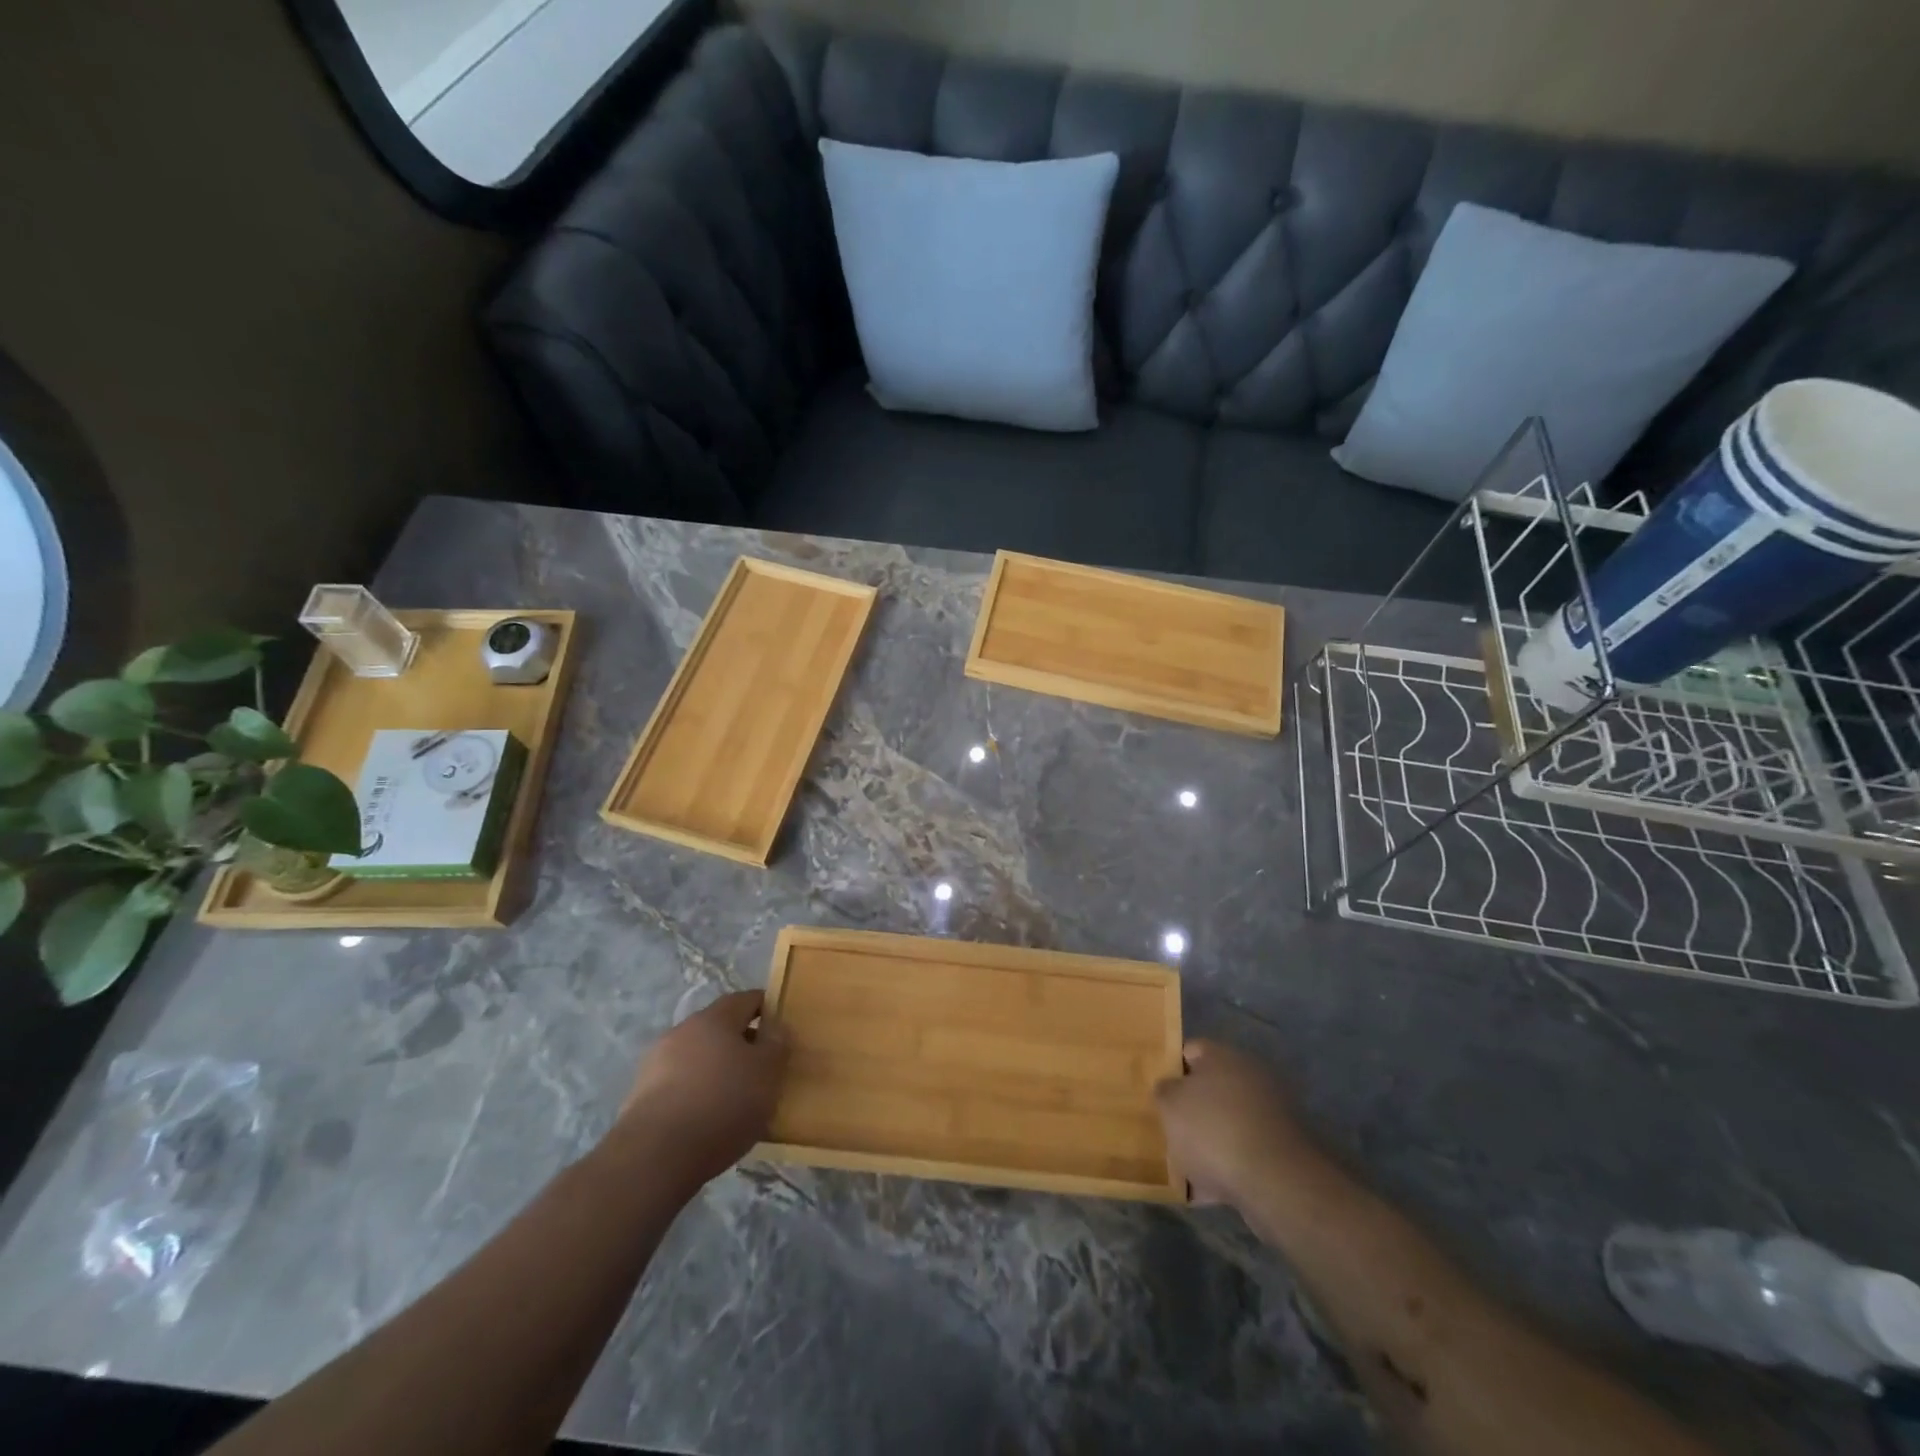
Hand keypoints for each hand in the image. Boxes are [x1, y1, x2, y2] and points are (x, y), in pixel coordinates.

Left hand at [614, 991, 788, 1192]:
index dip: (767, 1009)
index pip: (746, 999)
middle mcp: (682, 1031)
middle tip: (761, 1069)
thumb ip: (776, 1044)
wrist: (655, 1157)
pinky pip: (678, 1085)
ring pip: (696, 1057)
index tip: (781, 1031)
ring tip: (734, 1099)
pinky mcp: (639, 1096)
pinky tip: (705, 1119)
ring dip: (715, 1069)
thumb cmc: (723, 1104)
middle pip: (718, 1028)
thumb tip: (775, 1027)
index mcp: (714, 1018)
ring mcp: (655, 1063)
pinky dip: (694, 1093)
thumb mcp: (767, 1073)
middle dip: (740, 1043)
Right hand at [1156, 1039, 1317, 1209]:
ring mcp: (1269, 1115)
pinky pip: (1243, 1155)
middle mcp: (1250, 1078)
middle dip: (1189, 1109)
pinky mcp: (1281, 1151)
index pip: (1189, 1050)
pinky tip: (1203, 1191)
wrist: (1275, 1182)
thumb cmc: (1213, 1130)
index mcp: (1223, 1056)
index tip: (1154, 1090)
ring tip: (1181, 1165)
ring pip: (1226, 1124)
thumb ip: (1164, 1090)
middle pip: (1210, 1089)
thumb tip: (1169, 1087)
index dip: (1169, 1068)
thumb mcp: (1170, 1105)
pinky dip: (1225, 1168)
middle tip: (1166, 1127)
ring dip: (1208, 1141)